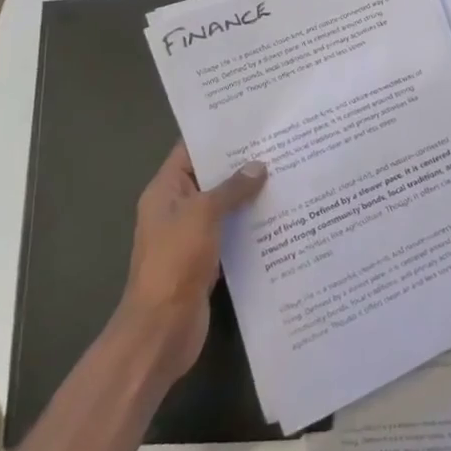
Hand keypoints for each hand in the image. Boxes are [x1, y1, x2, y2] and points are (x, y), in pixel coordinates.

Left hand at [118, 143, 266, 382]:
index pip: (190, 150)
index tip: (252, 120)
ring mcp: (192, 236)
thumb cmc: (175, 262)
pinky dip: (251, 224)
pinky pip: (232, 232)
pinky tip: (281, 216)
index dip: (218, 134)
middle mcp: (177, 209)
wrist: (161, 330)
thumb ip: (231, 188)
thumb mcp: (203, 214)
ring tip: (288, 173)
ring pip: (224, 206)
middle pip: (211, 177)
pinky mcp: (207, 260)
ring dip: (250, 195)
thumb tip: (258, 166)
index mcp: (165, 191)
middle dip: (242, 163)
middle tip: (281, 144)